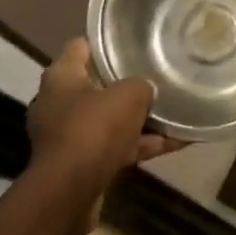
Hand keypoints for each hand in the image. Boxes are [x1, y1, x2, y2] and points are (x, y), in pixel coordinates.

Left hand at [25, 40, 184, 204]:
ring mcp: (68, 135)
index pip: (80, 47)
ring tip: (174, 112)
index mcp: (61, 77)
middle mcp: (59, 103)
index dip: (104, 42)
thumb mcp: (128, 96)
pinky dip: (141, 145)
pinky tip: (176, 143)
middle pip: (96, 84)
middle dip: (124, 83)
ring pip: (108, 119)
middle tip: (155, 75)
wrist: (69, 193)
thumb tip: (147, 90)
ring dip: (137, 119)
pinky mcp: (80, 164)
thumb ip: (142, 86)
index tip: (130, 41)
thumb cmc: (94, 128)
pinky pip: (116, 147)